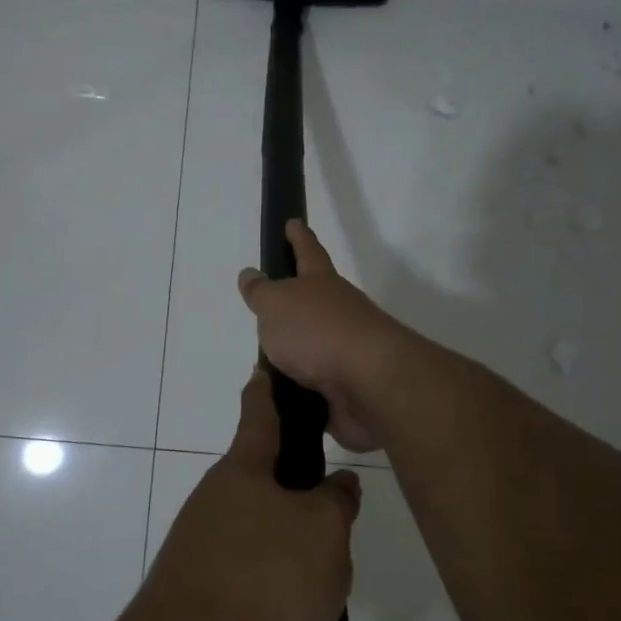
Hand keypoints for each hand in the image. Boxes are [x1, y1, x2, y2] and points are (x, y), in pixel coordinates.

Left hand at [136, 368, 362, 620]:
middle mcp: (215, 505)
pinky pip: (252, 588)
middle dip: (298, 497)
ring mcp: (202, 553)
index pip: (258, 415)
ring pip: (262, 542)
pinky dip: (280, 601)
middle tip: (339, 516)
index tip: (265, 366)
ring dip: (294, 558)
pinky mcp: (201, 601)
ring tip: (332, 586)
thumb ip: (337, 502)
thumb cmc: (262, 579)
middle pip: (263, 486)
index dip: (267, 389)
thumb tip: (338, 484)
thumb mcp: (323, 532)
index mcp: (242, 473)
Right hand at [237, 220, 407, 452]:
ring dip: (295, 353)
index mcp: (321, 284)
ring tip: (266, 363)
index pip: (307, 252)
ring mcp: (347, 350)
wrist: (370, 383)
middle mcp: (339, 312)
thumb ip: (261, 291)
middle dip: (296, 303)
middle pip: (316, 301)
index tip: (293, 222)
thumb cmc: (318, 331)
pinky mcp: (348, 387)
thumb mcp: (276, 304)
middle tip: (270, 307)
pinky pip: (317, 385)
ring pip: (315, 346)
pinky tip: (282, 398)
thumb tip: (250, 274)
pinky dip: (300, 389)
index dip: (298, 237)